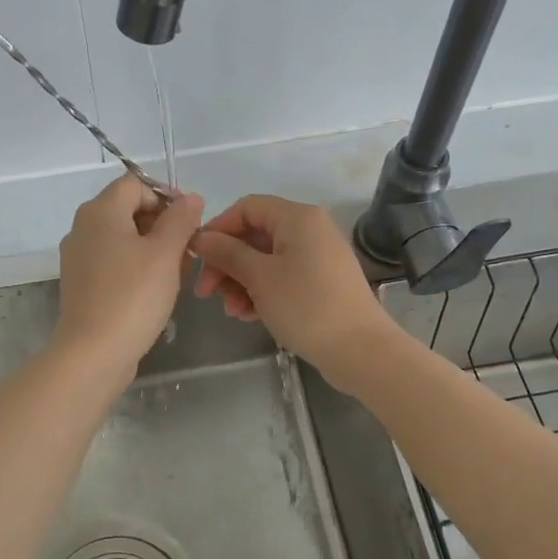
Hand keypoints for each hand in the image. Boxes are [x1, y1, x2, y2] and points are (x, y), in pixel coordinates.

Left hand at [53, 176, 203, 381]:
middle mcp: (83, 228)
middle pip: (128, 209)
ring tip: (178, 271)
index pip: (136, 184)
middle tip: (189, 249)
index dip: (166, 195)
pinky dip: (136, 266)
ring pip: (123, 237)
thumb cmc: (132, 297)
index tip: (191, 221)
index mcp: (99, 212)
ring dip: (153, 247)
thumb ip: (181, 220)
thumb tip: (191, 198)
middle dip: (163, 223)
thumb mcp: (165, 254)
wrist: (92, 353)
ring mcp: (79, 257)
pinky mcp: (82, 283)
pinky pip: (113, 261)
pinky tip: (156, 289)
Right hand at [191, 194, 402, 391]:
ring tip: (231, 311)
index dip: (218, 229)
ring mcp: (318, 257)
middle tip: (206, 292)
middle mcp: (310, 230)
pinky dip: (262, 292)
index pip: (246, 208)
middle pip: (255, 235)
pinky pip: (283, 277)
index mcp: (297, 218)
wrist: (360, 350)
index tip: (196, 258)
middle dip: (227, 263)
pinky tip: (249, 315)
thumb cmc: (306, 306)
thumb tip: (201, 238)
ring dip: (241, 282)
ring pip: (266, 260)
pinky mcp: (322, 283)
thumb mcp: (259, 277)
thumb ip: (227, 253)